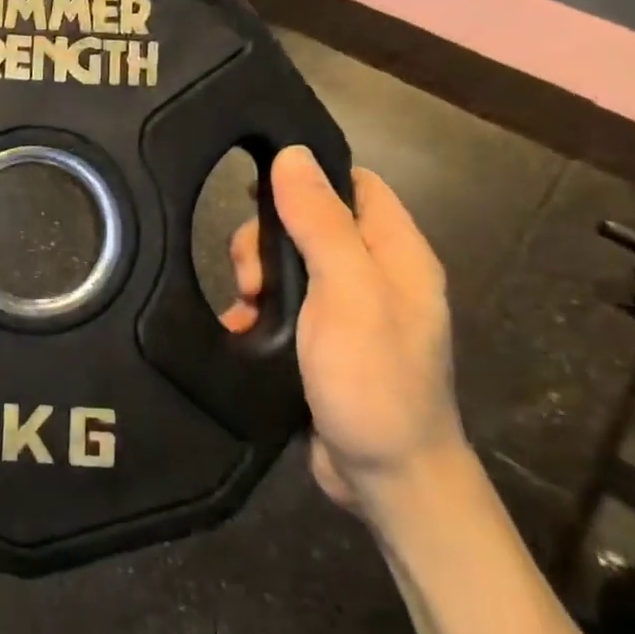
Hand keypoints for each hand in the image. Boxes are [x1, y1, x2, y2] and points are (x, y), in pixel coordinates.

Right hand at [224, 146, 464, 514]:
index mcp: (396, 253)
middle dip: (270, 238)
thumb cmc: (374, 379)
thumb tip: (293, 155)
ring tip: (244, 306)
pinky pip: (282, 305)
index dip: (308, 176)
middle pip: (311, 224)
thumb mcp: (348, 292)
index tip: (257, 187)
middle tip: (248, 273)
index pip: (355, 184)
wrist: (386, 478)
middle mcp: (375, 275)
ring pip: (290, 265)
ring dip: (257, 277)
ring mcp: (348, 311)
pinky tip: (239, 327)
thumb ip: (322, 223)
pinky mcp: (322, 342)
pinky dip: (257, 310)